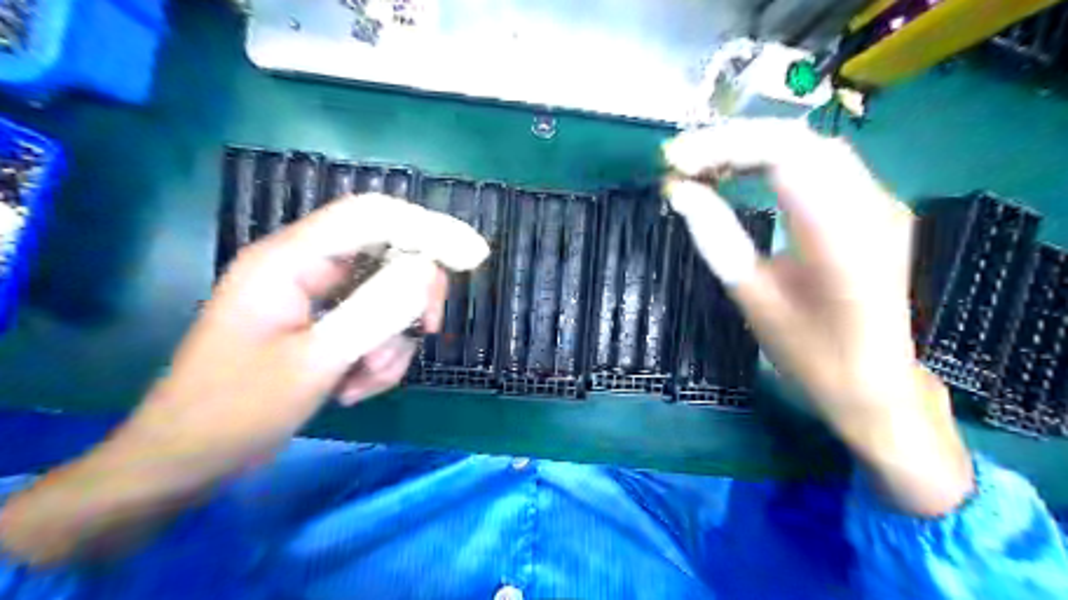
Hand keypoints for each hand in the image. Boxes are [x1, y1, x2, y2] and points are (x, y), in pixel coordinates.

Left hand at [0, 193, 487, 562]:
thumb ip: (372, 313)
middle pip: (387, 254)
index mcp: (290, 260)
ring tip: (364, 380)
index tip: (474, 256)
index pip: (372, 217)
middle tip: (426, 331)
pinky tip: (354, 388)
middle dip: (412, 297)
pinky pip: (373, 326)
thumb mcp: (312, 363)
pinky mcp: (322, 325)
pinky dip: (378, 356)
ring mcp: (315, 297)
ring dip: (391, 340)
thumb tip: (427, 272)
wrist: (186, 461)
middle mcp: (305, 267)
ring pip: (386, 297)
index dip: (428, 227)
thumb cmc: (235, 411)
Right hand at [665, 120, 973, 514]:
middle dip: (733, 141)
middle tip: (682, 159)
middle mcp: (870, 206)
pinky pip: (821, 165)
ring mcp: (879, 203)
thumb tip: (677, 192)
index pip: (785, 155)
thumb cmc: (810, 353)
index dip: (725, 147)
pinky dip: (775, 160)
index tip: (676, 161)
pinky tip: (743, 172)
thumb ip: (716, 238)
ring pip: (811, 146)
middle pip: (800, 140)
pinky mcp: (873, 208)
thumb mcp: (753, 299)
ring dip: (753, 147)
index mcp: (840, 235)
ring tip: (703, 163)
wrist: (875, 383)